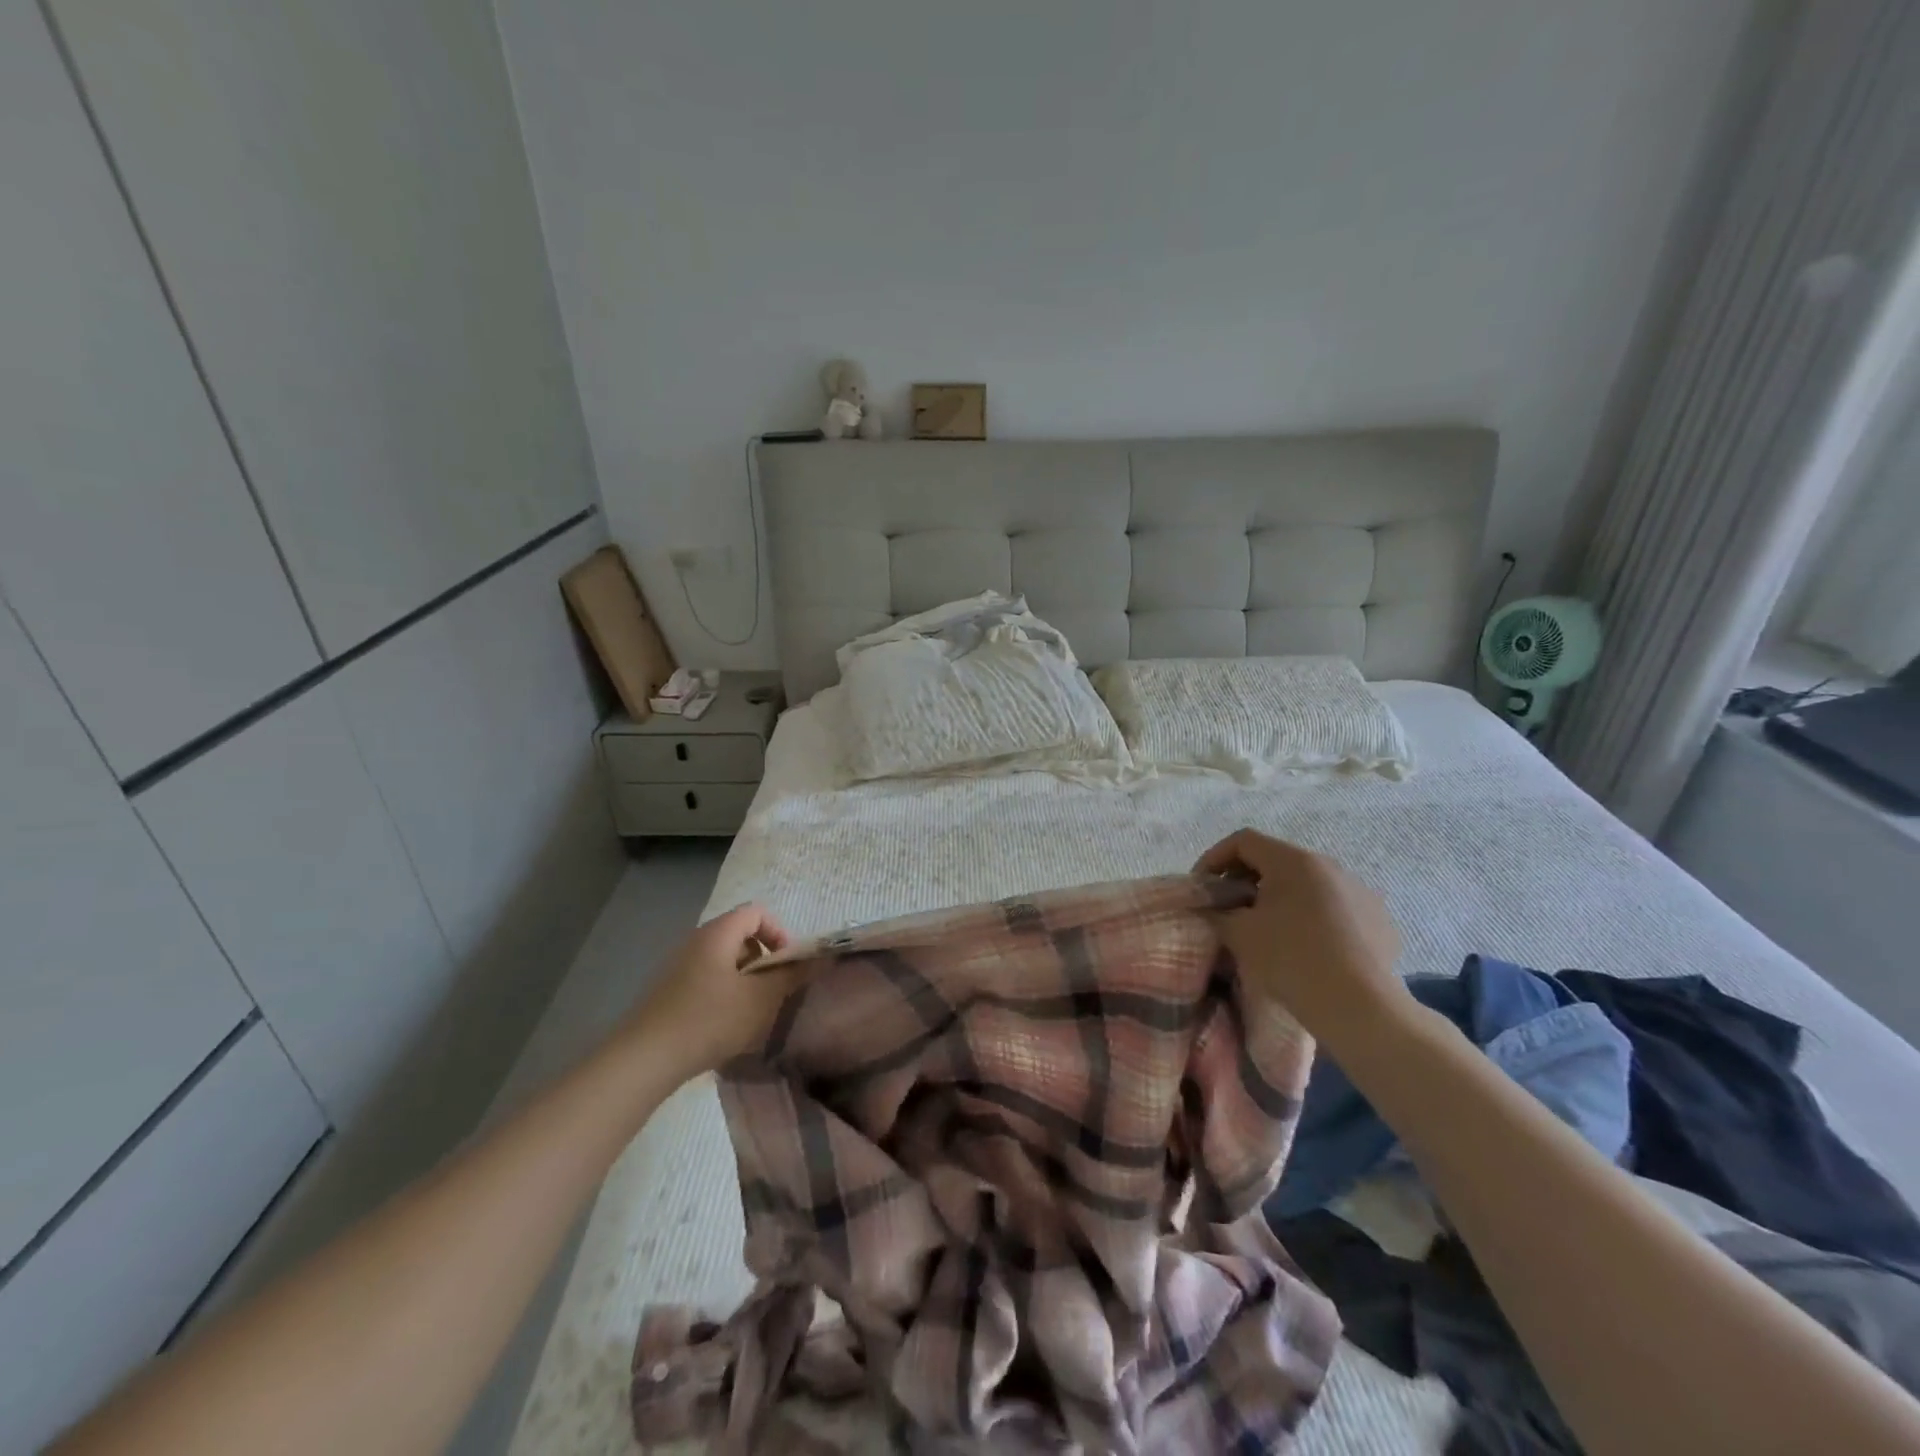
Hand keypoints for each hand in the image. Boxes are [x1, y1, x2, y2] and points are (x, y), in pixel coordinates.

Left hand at [620, 903, 797, 1080]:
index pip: (757, 912)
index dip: (779, 933)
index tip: (786, 966)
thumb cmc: (709, 1020)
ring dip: (744, 981)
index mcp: (717, 933)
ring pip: (723, 961)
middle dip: (763, 961)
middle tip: (771, 993)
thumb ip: (791, 976)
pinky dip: (722, 995)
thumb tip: (818, 959)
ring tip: (750, 1014)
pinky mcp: (667, 991)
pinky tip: (723, 1028)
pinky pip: (705, 980)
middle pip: (740, 936)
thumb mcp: (760, 999)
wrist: (644, 1059)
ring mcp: (677, 966)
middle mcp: (695, 941)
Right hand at [1195, 829, 1407, 1046]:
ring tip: (1269, 930)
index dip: (1214, 859)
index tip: (1203, 888)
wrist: (1360, 1008)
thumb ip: (1217, 912)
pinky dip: (1313, 918)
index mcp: (1294, 861)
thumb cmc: (1292, 960)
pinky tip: (1308, 948)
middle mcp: (1331, 866)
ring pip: (1308, 885)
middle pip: (1276, 860)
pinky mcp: (1380, 920)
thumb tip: (1211, 908)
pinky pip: (1335, 908)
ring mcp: (1361, 892)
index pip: (1244, 841)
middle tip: (1230, 910)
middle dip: (1247, 880)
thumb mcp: (1239, 934)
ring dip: (1281, 899)